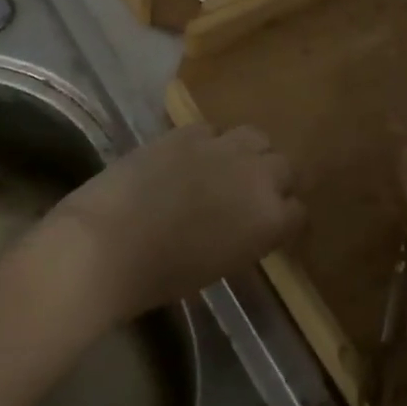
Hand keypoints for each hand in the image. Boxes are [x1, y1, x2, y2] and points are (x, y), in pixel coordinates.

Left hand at [46, 124, 302, 324]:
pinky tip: (188, 158)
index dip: (285, 218)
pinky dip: (207, 143)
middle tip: (249, 194)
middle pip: (285, 166)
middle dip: (274, 179)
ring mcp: (222, 147)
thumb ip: (247, 237)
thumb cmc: (163, 276)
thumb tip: (247, 224)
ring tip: (226, 166)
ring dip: (247, 152)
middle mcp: (257, 176)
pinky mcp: (186, 132)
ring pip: (255, 136)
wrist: (108, 245)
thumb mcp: (221, 265)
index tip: (271, 225)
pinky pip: (212, 129)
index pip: (298, 211)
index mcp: (270, 220)